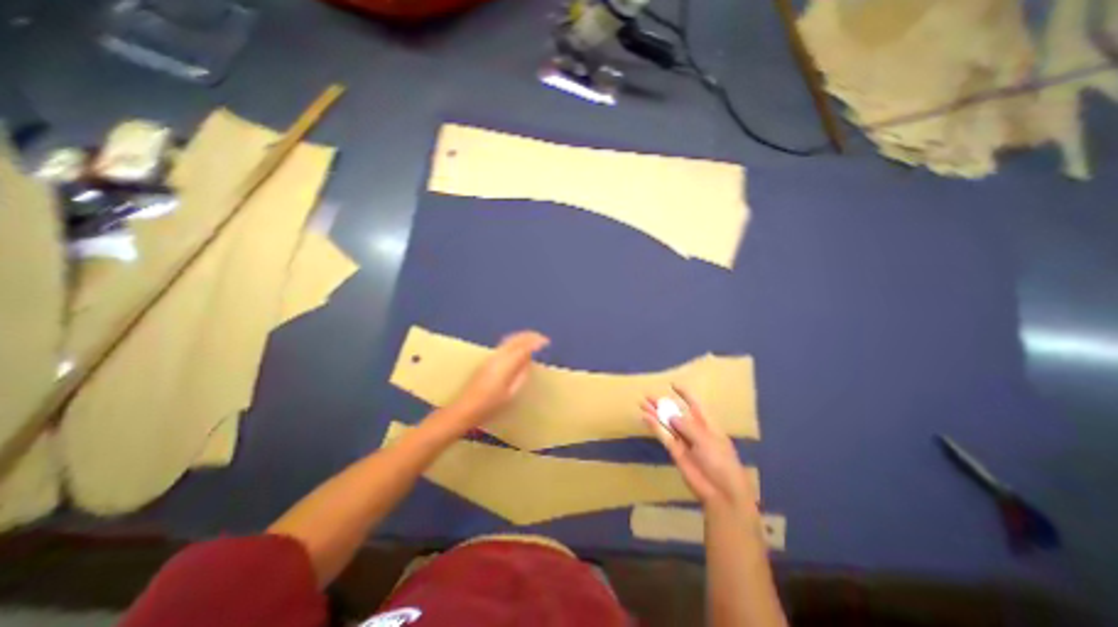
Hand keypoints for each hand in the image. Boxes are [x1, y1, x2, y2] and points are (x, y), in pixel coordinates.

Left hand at [448, 332, 547, 424]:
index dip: (535, 342)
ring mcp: (490, 358)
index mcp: (505, 365)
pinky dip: (514, 342)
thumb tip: (528, 360)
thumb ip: (521, 375)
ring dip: (521, 337)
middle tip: (542, 338)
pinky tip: (518, 347)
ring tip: (532, 339)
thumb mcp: (510, 393)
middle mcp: (497, 357)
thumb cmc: (490, 406)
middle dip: (529, 336)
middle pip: (515, 340)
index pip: (523, 347)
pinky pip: (504, 345)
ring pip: (508, 340)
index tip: (546, 342)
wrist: (464, 409)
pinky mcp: (486, 361)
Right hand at [643, 388, 753, 514]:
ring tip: (642, 403)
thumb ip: (688, 426)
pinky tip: (645, 418)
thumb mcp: (707, 440)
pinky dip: (654, 426)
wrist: (721, 492)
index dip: (685, 394)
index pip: (695, 404)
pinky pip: (663, 435)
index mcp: (707, 424)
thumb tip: (671, 416)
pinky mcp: (675, 451)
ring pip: (667, 423)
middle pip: (676, 412)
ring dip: (655, 413)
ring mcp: (683, 441)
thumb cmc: (721, 462)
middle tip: (647, 395)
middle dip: (663, 403)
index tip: (672, 384)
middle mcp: (694, 430)